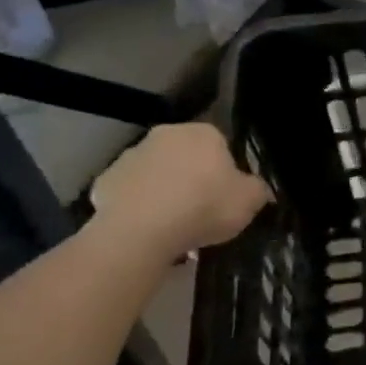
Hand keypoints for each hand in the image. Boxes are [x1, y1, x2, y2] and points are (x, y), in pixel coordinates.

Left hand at [89, 124, 271, 257]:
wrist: (142, 231)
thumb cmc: (203, 207)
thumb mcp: (249, 202)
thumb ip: (259, 190)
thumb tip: (260, 189)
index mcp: (203, 133)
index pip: (220, 146)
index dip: (225, 173)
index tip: (225, 197)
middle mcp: (165, 135)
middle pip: (185, 157)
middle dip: (192, 178)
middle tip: (201, 212)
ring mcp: (131, 156)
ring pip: (155, 173)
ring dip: (164, 191)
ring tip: (172, 227)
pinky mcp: (104, 181)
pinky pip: (129, 193)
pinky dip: (137, 206)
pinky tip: (146, 230)